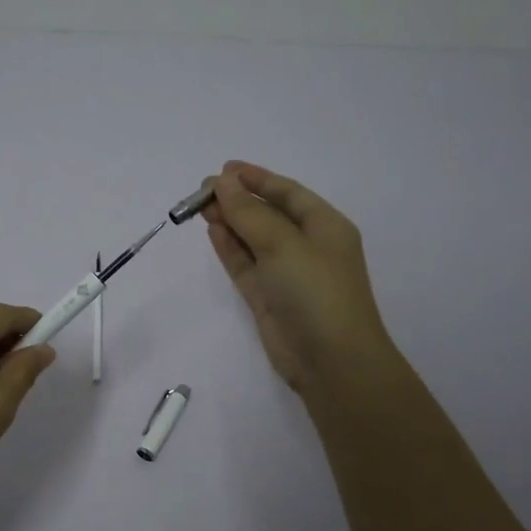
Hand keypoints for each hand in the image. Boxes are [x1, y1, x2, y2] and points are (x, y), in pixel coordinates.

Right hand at [204, 161, 403, 397]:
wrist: (331, 361)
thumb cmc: (315, 291)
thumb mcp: (283, 244)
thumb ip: (249, 212)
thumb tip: (222, 182)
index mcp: (325, 226)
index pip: (288, 193)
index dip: (257, 178)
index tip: (224, 169)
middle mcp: (307, 246)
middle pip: (268, 214)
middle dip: (238, 200)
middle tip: (202, 190)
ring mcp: (286, 273)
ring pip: (253, 239)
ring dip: (230, 222)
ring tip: (200, 207)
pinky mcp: (268, 297)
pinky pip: (246, 264)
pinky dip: (230, 248)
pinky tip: (212, 231)